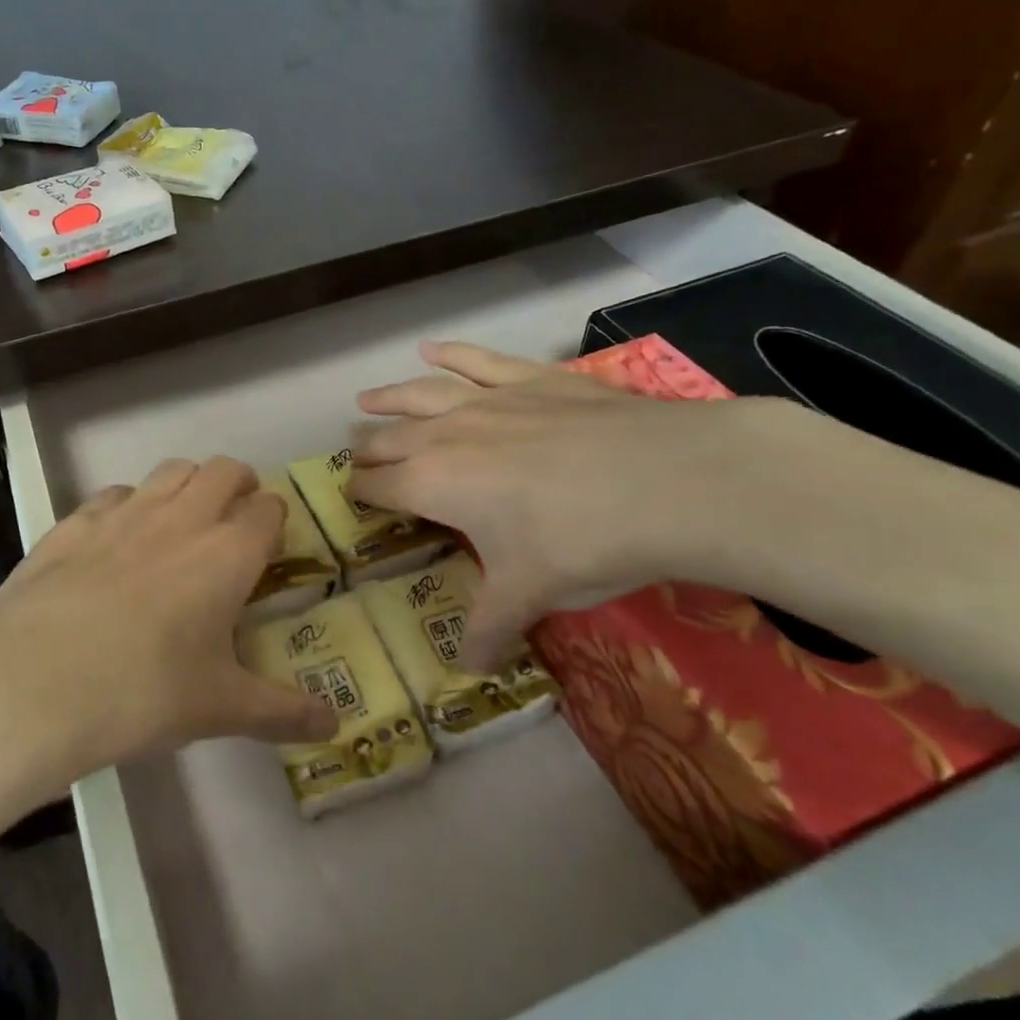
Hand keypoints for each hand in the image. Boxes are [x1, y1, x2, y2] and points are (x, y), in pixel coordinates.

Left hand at [0, 457, 337, 787]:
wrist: (34, 680)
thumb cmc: (143, 692)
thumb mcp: (219, 708)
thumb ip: (281, 713)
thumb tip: (334, 728)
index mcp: (228, 553)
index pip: (268, 510)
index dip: (274, 521)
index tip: (269, 546)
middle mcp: (183, 518)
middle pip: (224, 471)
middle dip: (239, 484)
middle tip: (235, 518)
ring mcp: (126, 512)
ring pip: (172, 470)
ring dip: (188, 484)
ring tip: (182, 520)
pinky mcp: (76, 520)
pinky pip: (116, 494)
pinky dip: (129, 505)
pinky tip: (117, 540)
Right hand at [349, 341, 784, 670]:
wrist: (665, 482)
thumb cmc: (580, 543)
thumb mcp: (529, 595)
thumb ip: (490, 628)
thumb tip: (470, 670)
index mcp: (433, 485)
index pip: (380, 486)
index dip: (361, 492)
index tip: (354, 496)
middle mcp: (446, 436)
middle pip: (391, 439)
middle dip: (369, 448)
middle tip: (357, 453)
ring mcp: (488, 401)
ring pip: (421, 394)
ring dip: (389, 397)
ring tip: (366, 400)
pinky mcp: (530, 380)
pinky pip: (476, 360)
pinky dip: (450, 354)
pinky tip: (431, 348)